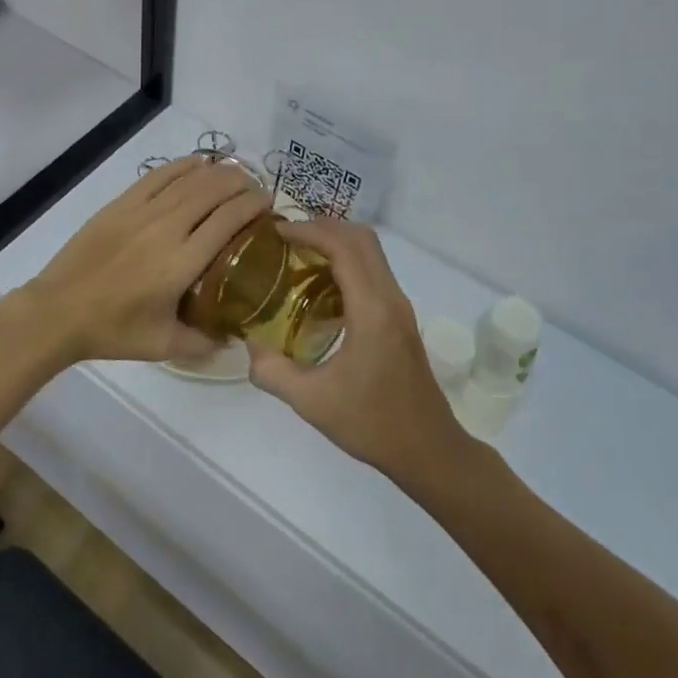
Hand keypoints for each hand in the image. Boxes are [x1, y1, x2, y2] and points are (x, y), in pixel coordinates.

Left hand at [8, 156, 270, 364]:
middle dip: (242, 184)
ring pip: (189, 178)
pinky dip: (183, 166)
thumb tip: (233, 338)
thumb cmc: (113, 330)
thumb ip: (204, 343)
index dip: (253, 205)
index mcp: (183, 262)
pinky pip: (159, 175)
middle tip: (255, 191)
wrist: (59, 310)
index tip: (268, 205)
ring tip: (233, 176)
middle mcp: (167, 228)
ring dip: (217, 172)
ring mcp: (142, 211)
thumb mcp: (164, 346)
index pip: (229, 219)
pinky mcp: (121, 203)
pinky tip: (197, 164)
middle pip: (214, 190)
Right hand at [246, 219, 470, 487]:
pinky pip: (373, 271)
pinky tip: (320, 286)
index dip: (309, 231)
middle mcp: (390, 298)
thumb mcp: (312, 402)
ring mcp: (399, 306)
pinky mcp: (401, 318)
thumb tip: (248, 344)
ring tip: (298, 255)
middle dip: (323, 227)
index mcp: (371, 310)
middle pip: (362, 238)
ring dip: (337, 242)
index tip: (276, 232)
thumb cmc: (372, 424)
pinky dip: (347, 262)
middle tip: (287, 238)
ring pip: (371, 252)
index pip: (343, 247)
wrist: (429, 450)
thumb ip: (272, 371)